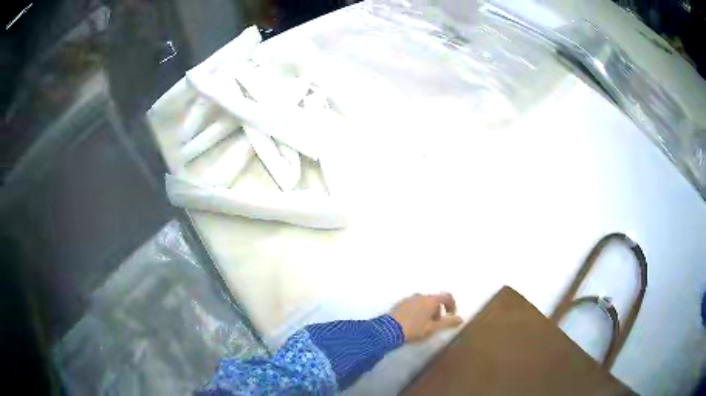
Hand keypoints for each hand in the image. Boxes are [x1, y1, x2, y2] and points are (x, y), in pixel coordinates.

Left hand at [389, 292, 462, 342]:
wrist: (388, 330)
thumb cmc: (414, 329)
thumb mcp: (433, 328)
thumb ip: (448, 323)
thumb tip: (461, 319)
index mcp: (430, 300)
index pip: (447, 297)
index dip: (452, 305)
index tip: (451, 316)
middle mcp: (420, 296)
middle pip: (434, 300)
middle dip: (438, 311)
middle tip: (435, 324)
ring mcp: (408, 299)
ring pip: (423, 303)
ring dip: (427, 312)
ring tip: (423, 326)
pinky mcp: (399, 304)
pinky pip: (413, 305)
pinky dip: (417, 312)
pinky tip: (412, 324)